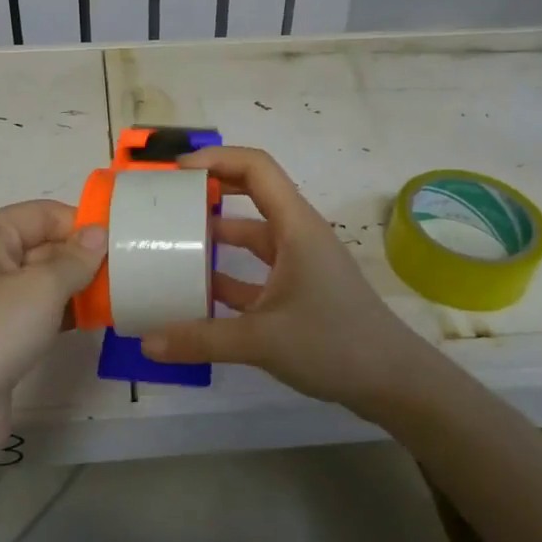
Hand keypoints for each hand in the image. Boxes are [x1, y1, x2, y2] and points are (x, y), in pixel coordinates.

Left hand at [0, 201, 104, 423]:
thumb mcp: (42, 287)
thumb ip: (76, 258)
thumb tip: (99, 233)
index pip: (44, 213)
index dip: (81, 224)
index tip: (122, 244)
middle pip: (46, 244)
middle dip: (84, 257)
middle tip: (128, 272)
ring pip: (46, 279)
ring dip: (79, 286)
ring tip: (119, 295)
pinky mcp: (2, 333)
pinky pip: (42, 309)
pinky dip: (67, 312)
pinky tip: (97, 320)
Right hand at [141, 147, 429, 414]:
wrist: (393, 382)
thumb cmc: (334, 343)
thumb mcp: (262, 340)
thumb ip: (202, 339)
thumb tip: (148, 342)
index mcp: (295, 226)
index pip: (256, 168)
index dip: (216, 159)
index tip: (176, 172)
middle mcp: (297, 236)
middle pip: (251, 194)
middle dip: (210, 191)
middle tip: (167, 200)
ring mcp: (298, 264)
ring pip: (250, 236)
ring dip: (215, 236)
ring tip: (171, 243)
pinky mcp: (298, 291)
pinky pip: (254, 272)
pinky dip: (227, 275)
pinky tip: (196, 292)